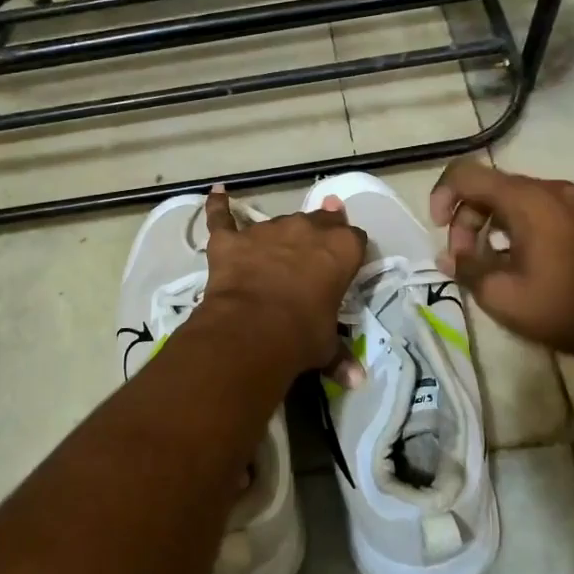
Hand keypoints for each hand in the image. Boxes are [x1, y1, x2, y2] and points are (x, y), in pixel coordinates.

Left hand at [194, 186, 366, 382]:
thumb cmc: (301, 336)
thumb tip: (356, 381)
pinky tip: (217, 193)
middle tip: (314, 253)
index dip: (349, 251)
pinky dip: (218, 206)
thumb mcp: (327, 347)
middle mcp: (306, 229)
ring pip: (278, 223)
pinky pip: (223, 217)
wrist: (251, 331)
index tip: (345, 264)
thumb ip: (341, 357)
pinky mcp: (231, 239)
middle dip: (319, 232)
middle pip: (320, 220)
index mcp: (340, 249)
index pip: (354, 238)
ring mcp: (266, 230)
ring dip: (279, 236)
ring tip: (274, 253)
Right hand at [428, 159, 573, 374]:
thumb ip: (466, 269)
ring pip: (510, 201)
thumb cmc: (565, 308)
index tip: (437, 231)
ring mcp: (571, 203)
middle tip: (463, 261)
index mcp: (526, 199)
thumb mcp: (502, 295)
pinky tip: (514, 265)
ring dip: (487, 227)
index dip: (441, 196)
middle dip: (465, 220)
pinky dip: (512, 230)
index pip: (465, 174)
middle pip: (488, 188)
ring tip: (486, 267)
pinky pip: (534, 212)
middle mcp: (548, 190)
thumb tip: (448, 257)